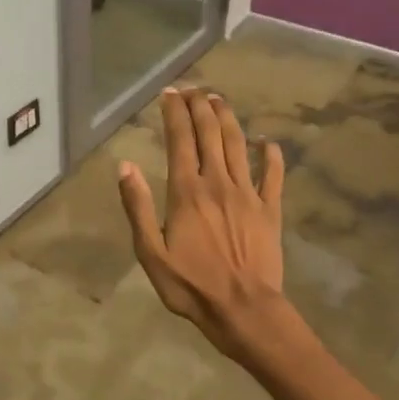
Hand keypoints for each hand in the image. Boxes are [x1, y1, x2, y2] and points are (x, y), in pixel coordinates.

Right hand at [118, 87, 287, 358]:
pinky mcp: (270, 210)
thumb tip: (125, 166)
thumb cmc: (191, 285)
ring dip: (228, 119)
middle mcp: (218, 183)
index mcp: (187, 192)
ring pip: (238, 146)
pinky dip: (271, 156)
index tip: (169, 93)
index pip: (179, 141)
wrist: (244, 310)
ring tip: (219, 100)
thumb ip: (138, 207)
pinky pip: (273, 176)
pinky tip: (267, 143)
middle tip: (193, 88)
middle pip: (210, 134)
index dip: (174, 113)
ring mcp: (248, 195)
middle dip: (200, 107)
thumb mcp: (150, 252)